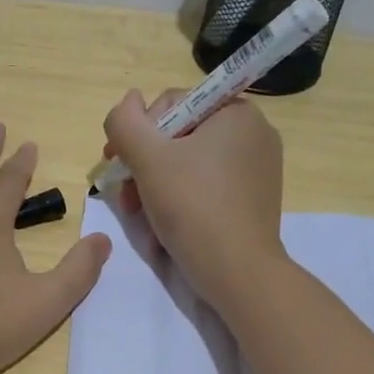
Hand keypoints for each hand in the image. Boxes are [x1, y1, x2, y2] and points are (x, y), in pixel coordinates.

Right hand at [102, 89, 285, 310]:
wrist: (238, 273)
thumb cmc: (193, 207)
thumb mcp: (148, 159)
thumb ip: (126, 122)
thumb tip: (128, 100)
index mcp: (236, 112)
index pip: (172, 104)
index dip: (138, 132)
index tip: (116, 162)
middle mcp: (254, 133)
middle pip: (179, 136)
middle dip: (144, 165)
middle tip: (125, 196)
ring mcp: (257, 168)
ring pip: (189, 164)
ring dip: (155, 186)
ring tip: (139, 215)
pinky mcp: (254, 199)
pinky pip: (207, 186)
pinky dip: (181, 200)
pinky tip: (164, 226)